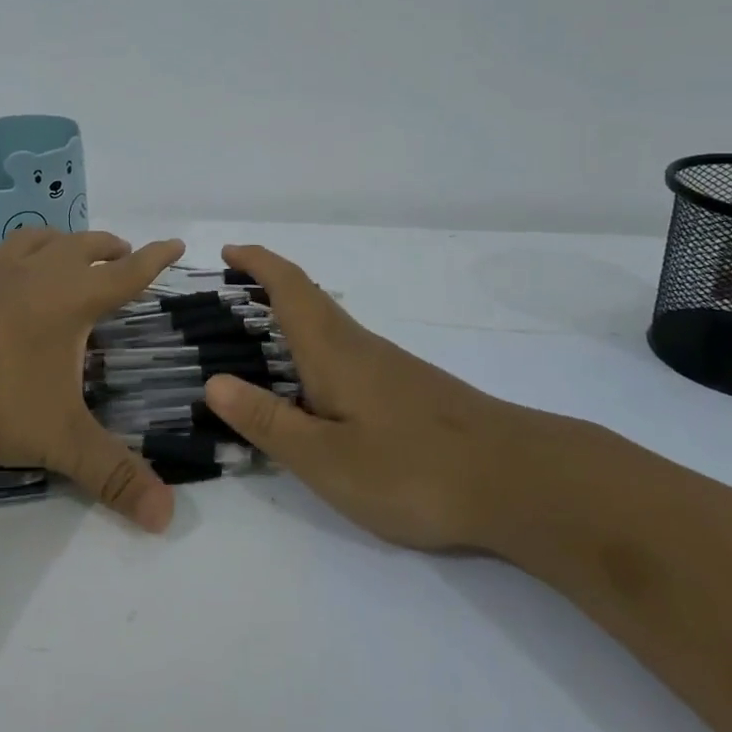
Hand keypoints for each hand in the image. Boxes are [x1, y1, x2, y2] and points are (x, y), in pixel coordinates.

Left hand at [0, 227, 185, 531]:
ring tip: (64, 246)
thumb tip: (166, 517)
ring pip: (24, 244)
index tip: (176, 243)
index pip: (125, 274)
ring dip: (50, 240)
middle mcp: (32, 281)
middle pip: (79, 248)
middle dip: (106, 247)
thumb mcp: (61, 440)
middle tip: (123, 253)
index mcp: (69, 301)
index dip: (155, 259)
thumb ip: (113, 475)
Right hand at [200, 244, 548, 551]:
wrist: (517, 480)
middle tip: (229, 300)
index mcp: (333, 350)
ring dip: (290, 319)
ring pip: (329, 327)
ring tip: (258, 345)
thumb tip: (214, 382)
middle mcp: (360, 346)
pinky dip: (315, 350)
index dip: (257, 262)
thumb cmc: (412, 469)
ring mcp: (389, 366)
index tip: (227, 252)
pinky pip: (347, 353)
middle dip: (267, 287)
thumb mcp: (326, 458)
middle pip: (308, 299)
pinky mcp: (408, 389)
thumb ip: (268, 422)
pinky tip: (315, 390)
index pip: (289, 287)